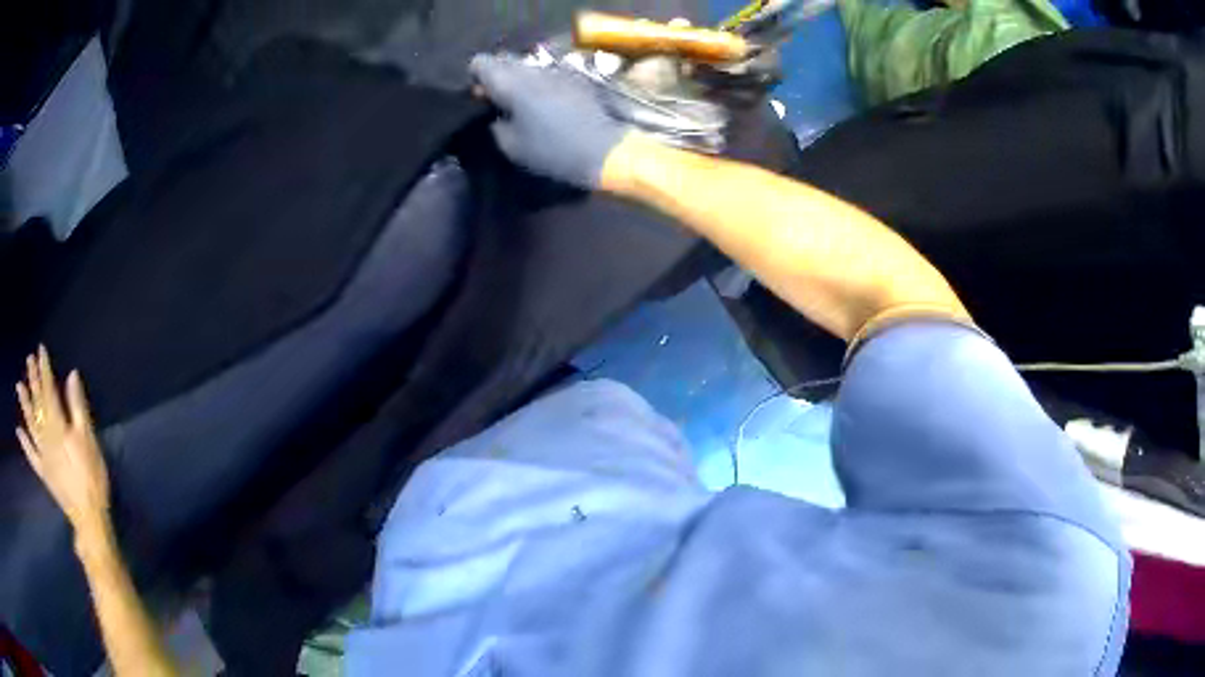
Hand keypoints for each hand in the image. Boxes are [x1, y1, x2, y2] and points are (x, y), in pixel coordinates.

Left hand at [16, 347, 110, 536]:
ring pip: (31, 425)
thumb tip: (71, 375)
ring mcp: (43, 455)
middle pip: (38, 404)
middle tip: (29, 360)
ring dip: (25, 405)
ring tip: (19, 387)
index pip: (49, 391)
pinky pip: (31, 455)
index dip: (44, 370)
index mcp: (58, 426)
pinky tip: (18, 431)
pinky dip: (24, 443)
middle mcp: (46, 436)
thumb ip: (78, 408)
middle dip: (33, 381)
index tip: (40, 350)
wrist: (89, 518)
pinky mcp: (43, 472)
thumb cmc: (92, 477)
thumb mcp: (89, 441)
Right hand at [469, 54, 630, 188]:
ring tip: (521, 103)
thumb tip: (493, 111)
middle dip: (496, 76)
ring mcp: (556, 68)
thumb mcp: (511, 146)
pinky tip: (545, 103)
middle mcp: (531, 68)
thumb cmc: (551, 150)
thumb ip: (495, 122)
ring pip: (527, 64)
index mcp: (509, 81)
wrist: (603, 149)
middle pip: (504, 59)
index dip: (475, 77)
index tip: (479, 97)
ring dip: (520, 78)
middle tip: (497, 100)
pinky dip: (540, 82)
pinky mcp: (575, 75)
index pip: (480, 62)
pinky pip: (548, 72)